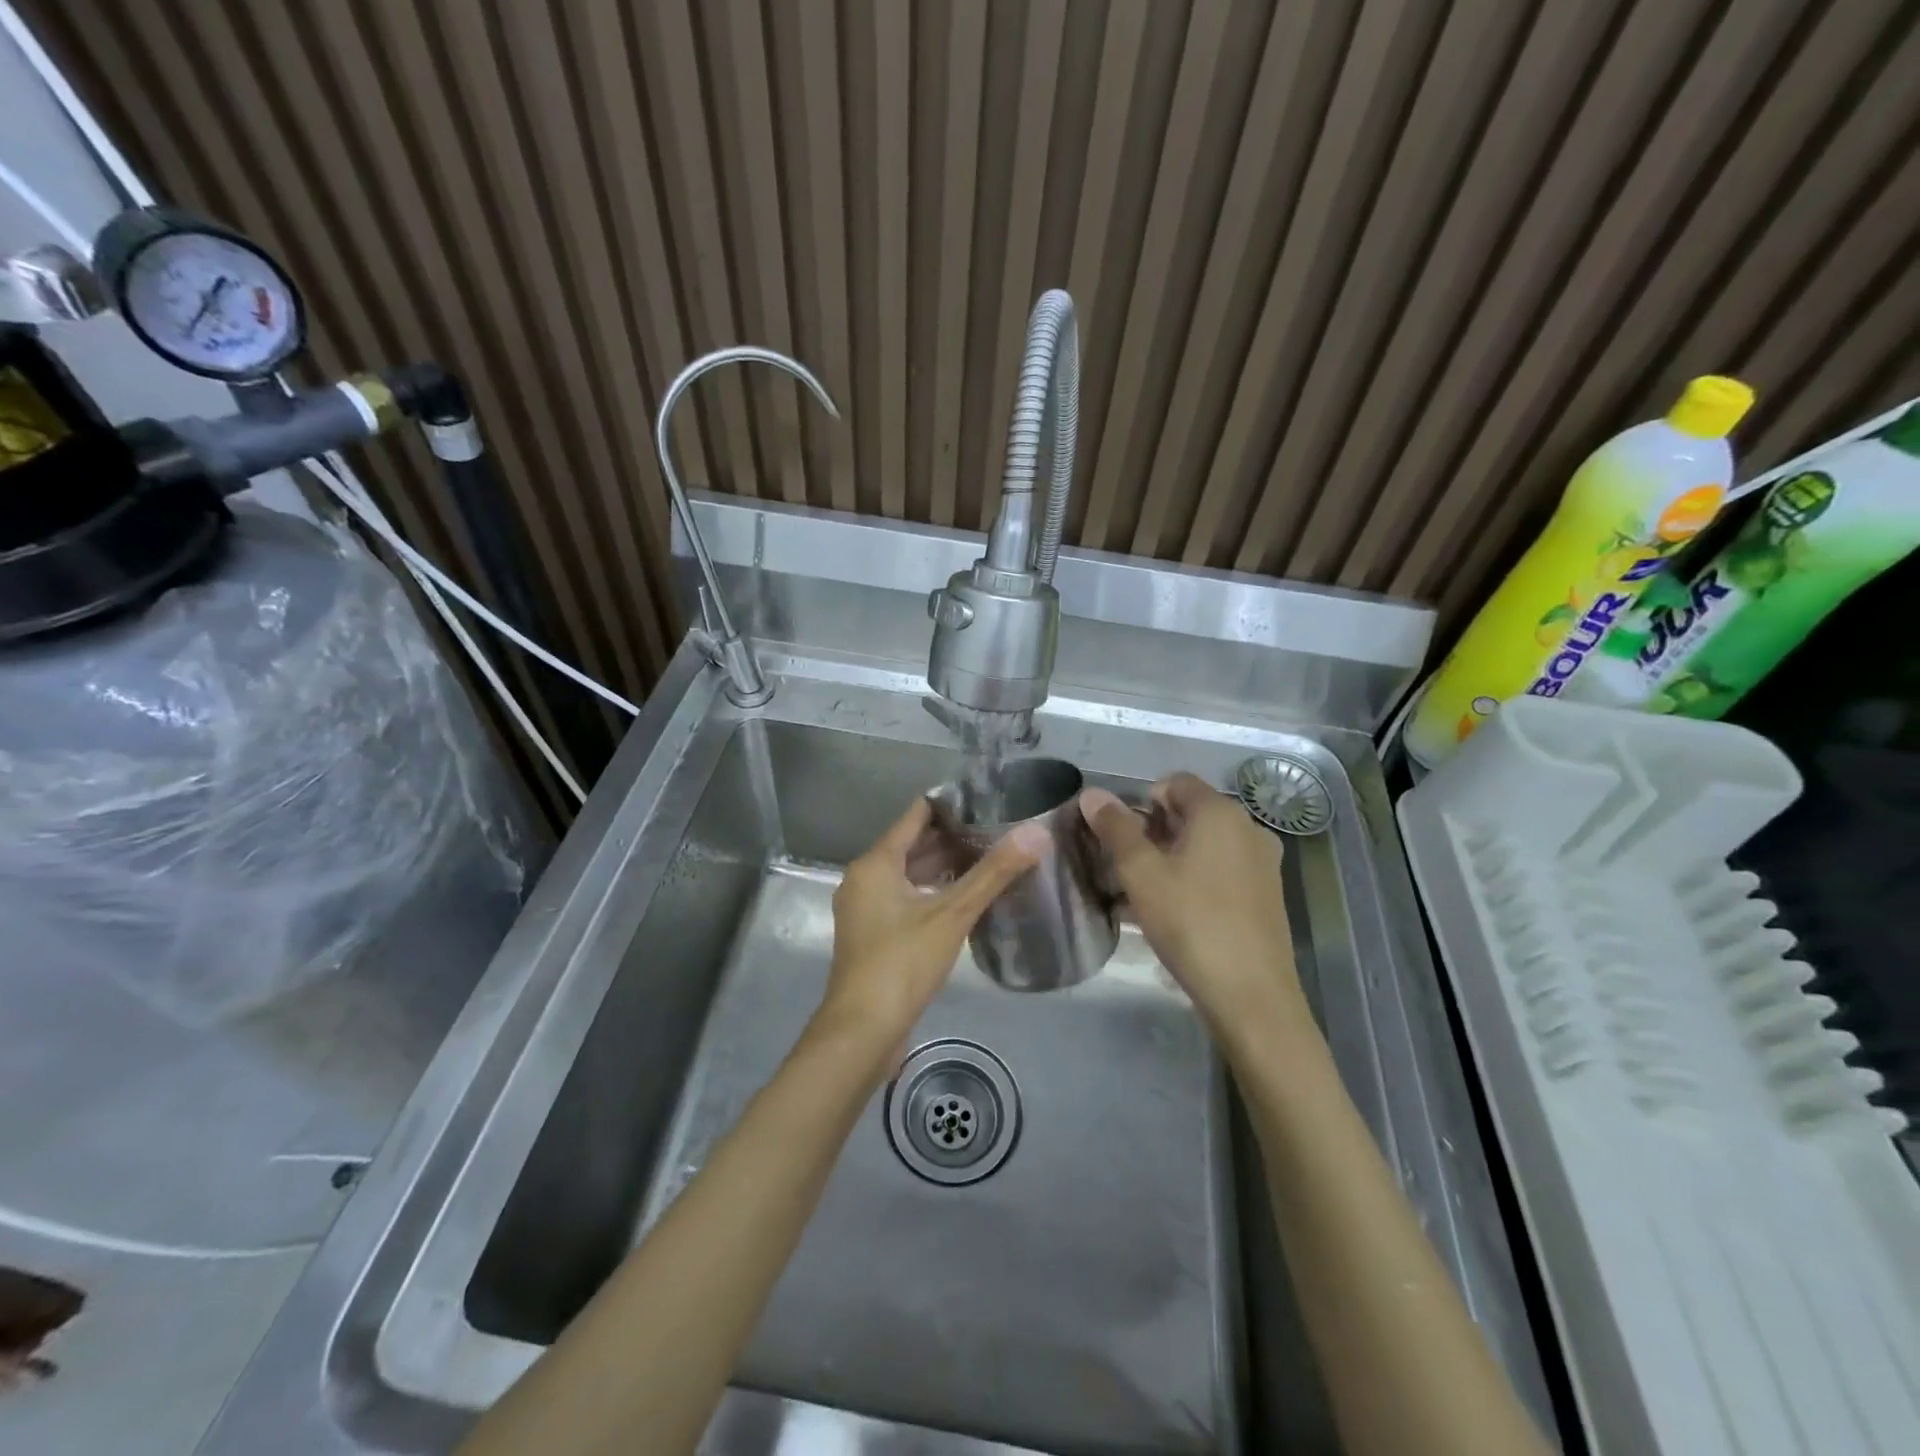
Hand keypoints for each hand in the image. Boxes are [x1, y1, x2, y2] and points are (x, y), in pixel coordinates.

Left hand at [817, 798, 1046, 1060]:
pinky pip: (906, 899)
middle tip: (999, 829)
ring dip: (944, 866)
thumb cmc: (902, 963)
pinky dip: (933, 892)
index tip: (988, 799)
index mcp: (876, 864)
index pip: (916, 816)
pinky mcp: (874, 935)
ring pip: (909, 874)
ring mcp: (866, 909)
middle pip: (912, 845)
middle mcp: (865, 879)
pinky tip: (966, 899)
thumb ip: (994, 873)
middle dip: (953, 837)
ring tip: (991, 859)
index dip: (950, 804)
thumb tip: (1036, 833)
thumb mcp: (952, 915)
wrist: (862, 1032)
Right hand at [1080, 773, 1309, 1051]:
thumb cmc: (1191, 923)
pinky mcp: (1266, 896)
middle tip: (1125, 868)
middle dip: (1153, 832)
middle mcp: (1248, 828)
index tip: (1121, 838)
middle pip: (1190, 812)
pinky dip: (1193, 879)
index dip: (1142, 802)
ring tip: (1143, 895)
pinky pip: (1221, 871)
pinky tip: (1172, 914)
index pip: (1174, 782)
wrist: (1251, 997)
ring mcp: (1262, 863)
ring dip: (1170, 859)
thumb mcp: (1141, 873)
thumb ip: (1115, 828)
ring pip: (1204, 845)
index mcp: (1220, 813)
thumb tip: (1092, 794)